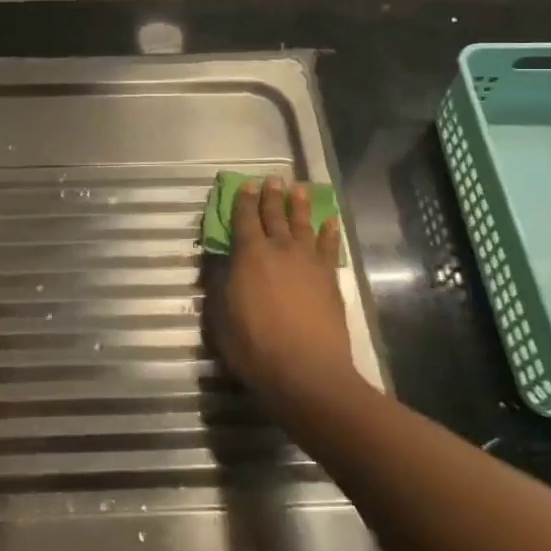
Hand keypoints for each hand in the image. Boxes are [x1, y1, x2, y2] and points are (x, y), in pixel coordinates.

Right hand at [205, 178, 359, 413]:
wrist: (306, 371)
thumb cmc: (254, 345)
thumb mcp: (220, 316)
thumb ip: (219, 284)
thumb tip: (219, 262)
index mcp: (249, 255)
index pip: (244, 219)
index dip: (243, 201)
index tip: (246, 185)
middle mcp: (280, 249)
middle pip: (275, 215)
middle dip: (271, 196)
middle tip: (273, 179)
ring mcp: (308, 262)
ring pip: (303, 224)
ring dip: (299, 205)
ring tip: (299, 189)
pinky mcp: (329, 279)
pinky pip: (329, 247)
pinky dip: (329, 232)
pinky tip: (330, 222)